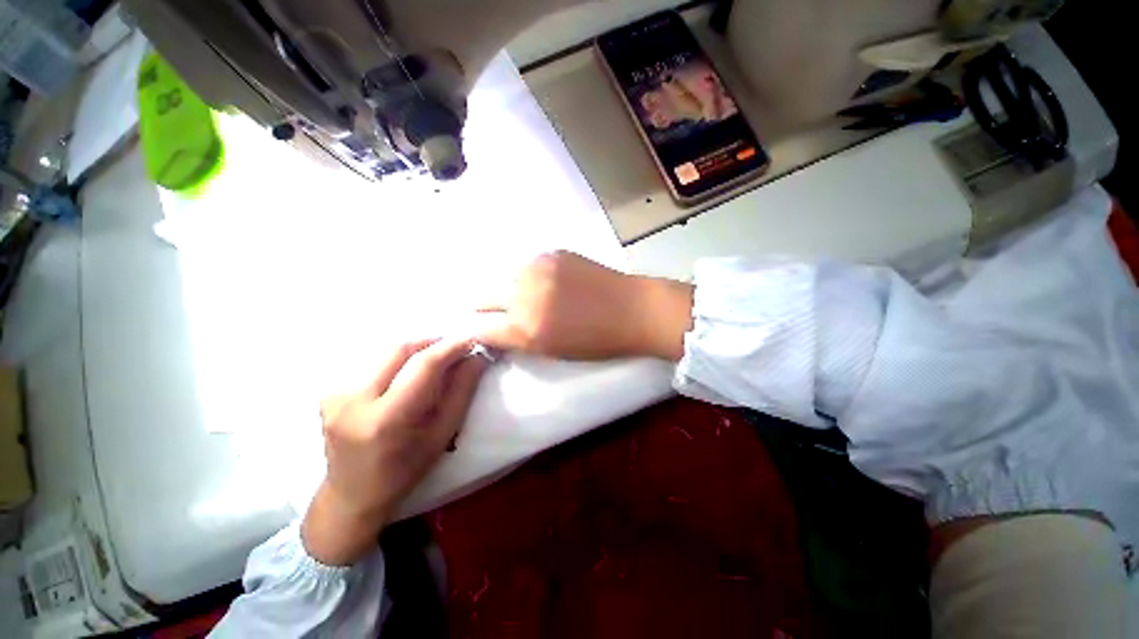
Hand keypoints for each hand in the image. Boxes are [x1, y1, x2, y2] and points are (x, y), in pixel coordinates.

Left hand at [302, 337, 487, 565]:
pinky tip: (406, 376)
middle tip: (455, 349)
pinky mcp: (328, 392)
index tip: (472, 340)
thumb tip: (477, 356)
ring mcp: (334, 395)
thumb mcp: (443, 434)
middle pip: (400, 350)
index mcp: (386, 419)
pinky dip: (397, 362)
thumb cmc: (406, 469)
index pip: (423, 366)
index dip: (451, 347)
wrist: (352, 494)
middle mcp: (353, 401)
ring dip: (415, 351)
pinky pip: (371, 363)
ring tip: (435, 362)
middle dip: (432, 343)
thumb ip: (462, 391)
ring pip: (385, 353)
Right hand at [475, 251, 694, 360]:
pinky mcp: (551, 253)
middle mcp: (523, 295)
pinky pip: (529, 266)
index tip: (483, 330)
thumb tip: (498, 329)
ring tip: (532, 296)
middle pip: (483, 297)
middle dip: (487, 307)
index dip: (479, 331)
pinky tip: (550, 282)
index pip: (482, 329)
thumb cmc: (596, 341)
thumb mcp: (553, 351)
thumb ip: (521, 339)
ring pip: (506, 278)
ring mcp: (537, 269)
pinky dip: (532, 276)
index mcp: (525, 329)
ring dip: (511, 289)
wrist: (631, 309)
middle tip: (499, 312)